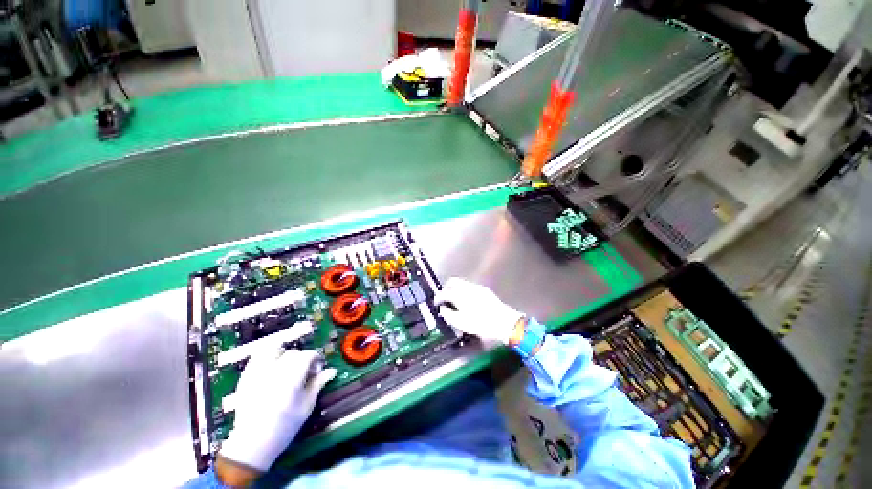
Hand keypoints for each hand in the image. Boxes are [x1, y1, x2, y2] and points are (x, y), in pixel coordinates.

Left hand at [219, 348, 335, 475]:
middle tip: (304, 372)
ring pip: (274, 350)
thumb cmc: (285, 426)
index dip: (316, 358)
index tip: (317, 369)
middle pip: (293, 353)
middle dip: (302, 359)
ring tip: (286, 366)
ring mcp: (258, 373)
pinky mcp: (246, 377)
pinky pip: (257, 357)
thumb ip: (318, 384)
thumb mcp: (307, 406)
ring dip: (284, 354)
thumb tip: (331, 370)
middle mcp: (275, 371)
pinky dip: (267, 356)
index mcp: (292, 378)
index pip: (308, 355)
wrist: (253, 443)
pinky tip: (272, 366)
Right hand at [434, 278, 523, 344]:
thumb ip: (449, 315)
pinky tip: (467, 300)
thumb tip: (443, 309)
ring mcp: (477, 287)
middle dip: (446, 288)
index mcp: (460, 295)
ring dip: (456, 289)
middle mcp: (467, 288)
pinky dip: (464, 290)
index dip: (438, 297)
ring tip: (455, 299)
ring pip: (462, 283)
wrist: (504, 322)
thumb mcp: (461, 323)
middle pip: (453, 282)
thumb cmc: (481, 324)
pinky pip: (470, 286)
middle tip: (444, 297)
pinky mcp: (484, 290)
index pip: (444, 292)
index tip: (436, 302)